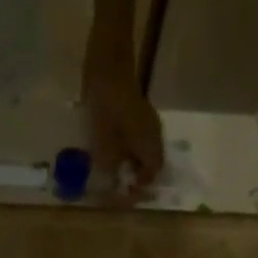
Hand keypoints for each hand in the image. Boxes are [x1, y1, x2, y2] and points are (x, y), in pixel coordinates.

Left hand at [82, 53, 163, 196]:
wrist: (107, 65)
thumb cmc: (106, 107)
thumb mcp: (103, 145)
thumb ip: (110, 168)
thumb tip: (113, 183)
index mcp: (150, 143)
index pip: (154, 172)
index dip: (140, 186)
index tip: (124, 193)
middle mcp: (153, 133)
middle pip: (149, 162)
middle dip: (134, 175)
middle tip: (115, 184)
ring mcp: (146, 121)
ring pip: (142, 149)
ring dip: (129, 162)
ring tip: (110, 171)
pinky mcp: (135, 112)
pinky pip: (134, 138)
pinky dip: (124, 148)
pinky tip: (109, 151)